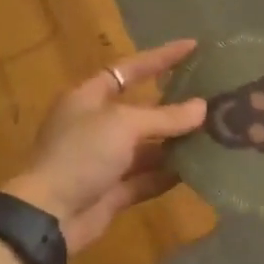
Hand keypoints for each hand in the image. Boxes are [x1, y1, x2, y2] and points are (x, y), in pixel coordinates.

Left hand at [3, 40, 206, 253]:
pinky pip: (146, 177)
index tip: (193, 47)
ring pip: (147, 146)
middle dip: (175, 105)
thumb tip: (202, 108)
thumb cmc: (81, 154)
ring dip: (176, 142)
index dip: (160, 57)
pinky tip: (197, 169)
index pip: (129, 69)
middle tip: (213, 97)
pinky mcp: (112, 191)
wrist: (48, 216)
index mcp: (89, 97)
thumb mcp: (123, 126)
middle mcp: (96, 124)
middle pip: (142, 109)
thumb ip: (165, 117)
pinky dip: (168, 173)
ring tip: (214, 133)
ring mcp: (104, 159)